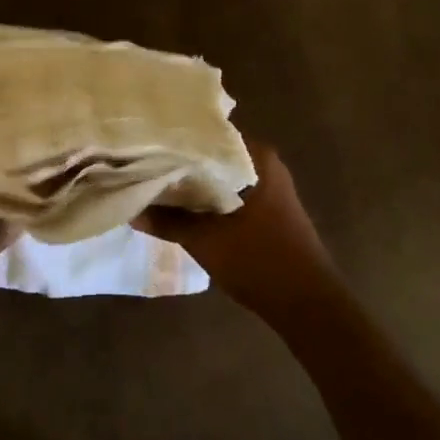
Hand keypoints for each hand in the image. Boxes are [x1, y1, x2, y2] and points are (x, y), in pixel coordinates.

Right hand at [137, 141, 349, 333]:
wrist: (307, 306)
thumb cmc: (260, 262)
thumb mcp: (206, 241)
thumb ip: (168, 221)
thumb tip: (132, 210)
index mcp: (258, 158)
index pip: (209, 133)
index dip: (176, 139)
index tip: (146, 142)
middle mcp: (265, 165)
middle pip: (213, 155)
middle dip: (182, 162)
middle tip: (144, 162)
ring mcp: (269, 189)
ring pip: (220, 176)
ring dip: (194, 182)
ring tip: (156, 181)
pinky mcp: (267, 210)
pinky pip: (229, 193)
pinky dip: (208, 198)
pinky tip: (182, 206)